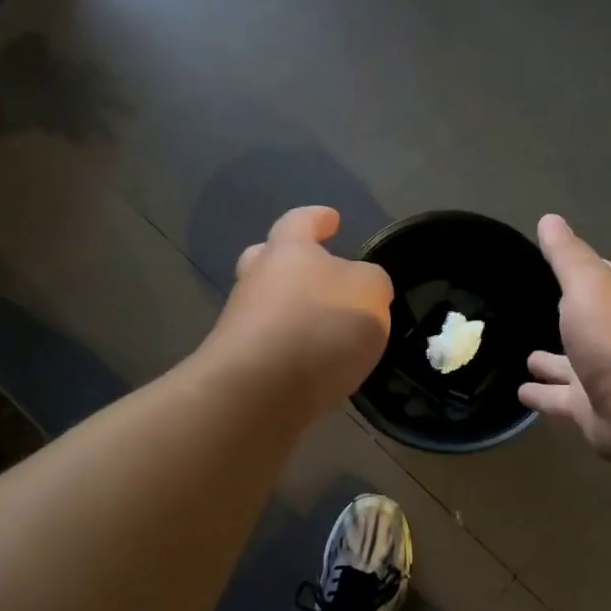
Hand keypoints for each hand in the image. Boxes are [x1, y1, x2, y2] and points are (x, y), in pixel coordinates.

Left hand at [203, 206, 392, 417]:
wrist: (257, 392)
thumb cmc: (318, 325)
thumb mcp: (370, 293)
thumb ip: (371, 283)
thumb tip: (362, 287)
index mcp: (287, 251)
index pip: (300, 222)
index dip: (317, 218)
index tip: (331, 219)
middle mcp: (257, 281)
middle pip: (266, 260)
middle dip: (287, 262)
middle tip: (311, 270)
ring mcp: (241, 325)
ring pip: (266, 307)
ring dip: (292, 312)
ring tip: (327, 331)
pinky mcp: (239, 366)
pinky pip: (269, 347)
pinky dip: (290, 350)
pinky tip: (314, 366)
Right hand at [520, 214, 610, 460]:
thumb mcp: (587, 283)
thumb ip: (566, 255)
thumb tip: (549, 219)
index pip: (601, 279)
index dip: (581, 270)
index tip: (557, 262)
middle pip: (586, 323)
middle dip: (566, 318)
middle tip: (534, 310)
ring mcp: (603, 375)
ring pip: (570, 365)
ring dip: (551, 362)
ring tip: (525, 357)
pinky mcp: (589, 409)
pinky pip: (559, 397)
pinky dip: (542, 393)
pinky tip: (521, 391)